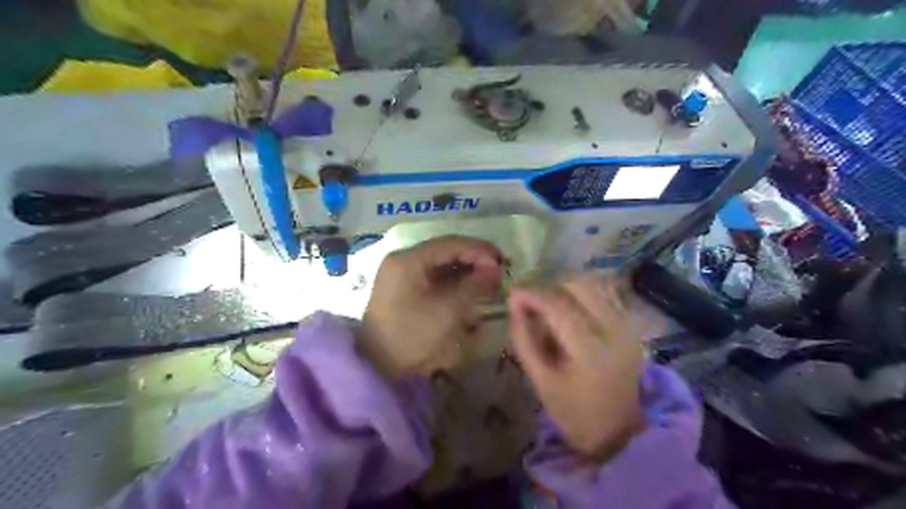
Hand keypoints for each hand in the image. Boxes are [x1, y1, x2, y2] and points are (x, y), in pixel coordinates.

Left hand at [359, 234, 502, 377]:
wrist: (377, 367)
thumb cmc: (412, 336)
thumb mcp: (447, 311)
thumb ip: (473, 285)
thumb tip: (495, 270)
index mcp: (408, 260)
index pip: (450, 244)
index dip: (479, 250)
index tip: (502, 263)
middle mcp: (403, 260)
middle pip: (445, 251)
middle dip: (474, 260)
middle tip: (499, 271)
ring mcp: (401, 274)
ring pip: (440, 264)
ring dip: (465, 270)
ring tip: (489, 281)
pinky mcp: (404, 289)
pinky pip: (433, 277)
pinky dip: (453, 281)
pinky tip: (470, 289)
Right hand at [509, 274, 642, 461]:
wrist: (619, 431)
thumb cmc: (573, 411)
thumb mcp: (540, 380)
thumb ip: (524, 339)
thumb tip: (513, 303)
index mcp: (591, 350)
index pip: (558, 306)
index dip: (532, 294)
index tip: (512, 292)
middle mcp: (615, 330)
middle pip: (579, 287)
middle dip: (550, 289)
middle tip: (533, 304)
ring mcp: (628, 325)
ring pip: (595, 284)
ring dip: (567, 289)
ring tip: (551, 307)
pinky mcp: (632, 324)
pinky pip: (607, 293)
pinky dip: (585, 293)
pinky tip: (572, 310)